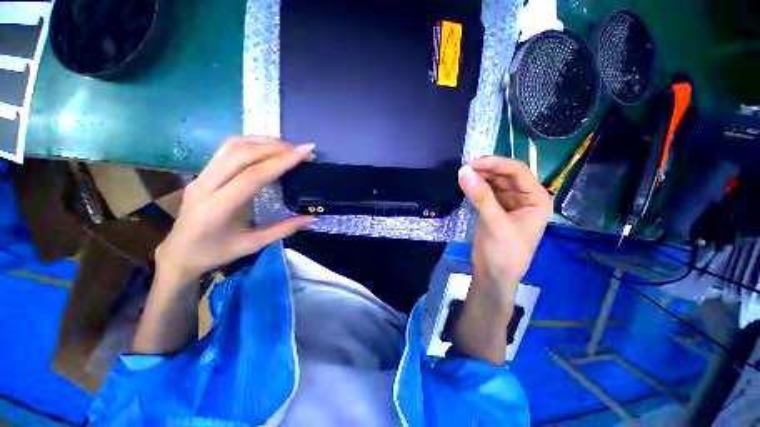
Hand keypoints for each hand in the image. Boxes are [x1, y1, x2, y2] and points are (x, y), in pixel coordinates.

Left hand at [155, 136, 315, 284]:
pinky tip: (266, 149)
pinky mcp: (201, 173)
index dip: (282, 161)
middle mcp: (205, 186)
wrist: (178, 253)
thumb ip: (284, 229)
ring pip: (232, 146)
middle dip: (275, 147)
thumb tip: (312, 218)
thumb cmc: (216, 253)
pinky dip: (251, 144)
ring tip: (286, 147)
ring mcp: (200, 176)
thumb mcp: (253, 245)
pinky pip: (226, 150)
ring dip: (262, 142)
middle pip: (242, 154)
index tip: (305, 151)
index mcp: (218, 208)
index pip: (254, 175)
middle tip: (300, 151)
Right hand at [453, 157, 550, 364]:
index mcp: (536, 198)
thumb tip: (463, 171)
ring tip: (462, 174)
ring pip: (494, 182)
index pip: (517, 171)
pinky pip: (485, 192)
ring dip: (479, 177)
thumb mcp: (495, 223)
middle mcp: (525, 197)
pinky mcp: (494, 208)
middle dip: (486, 169)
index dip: (495, 164)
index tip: (472, 163)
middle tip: (464, 167)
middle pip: (505, 174)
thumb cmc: (504, 253)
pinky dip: (475, 187)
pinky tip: (465, 184)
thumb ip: (480, 196)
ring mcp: (508, 202)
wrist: (493, 275)